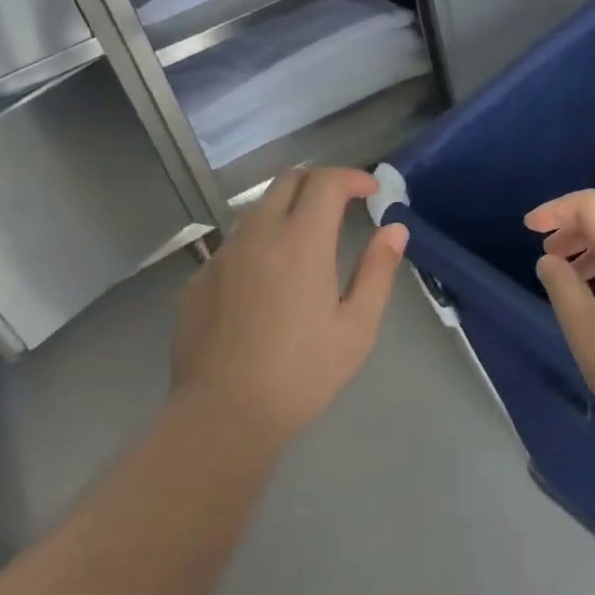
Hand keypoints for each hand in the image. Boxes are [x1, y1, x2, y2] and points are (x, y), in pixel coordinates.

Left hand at [172, 167, 406, 447]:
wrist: (221, 416)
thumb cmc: (301, 374)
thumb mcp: (356, 327)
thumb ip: (378, 270)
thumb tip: (395, 229)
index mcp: (301, 241)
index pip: (326, 182)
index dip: (352, 177)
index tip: (371, 191)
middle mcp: (258, 234)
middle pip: (288, 180)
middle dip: (320, 181)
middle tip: (342, 203)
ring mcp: (223, 254)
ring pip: (258, 209)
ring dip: (288, 209)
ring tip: (307, 239)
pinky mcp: (199, 278)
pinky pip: (235, 243)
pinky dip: (260, 242)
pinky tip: (268, 280)